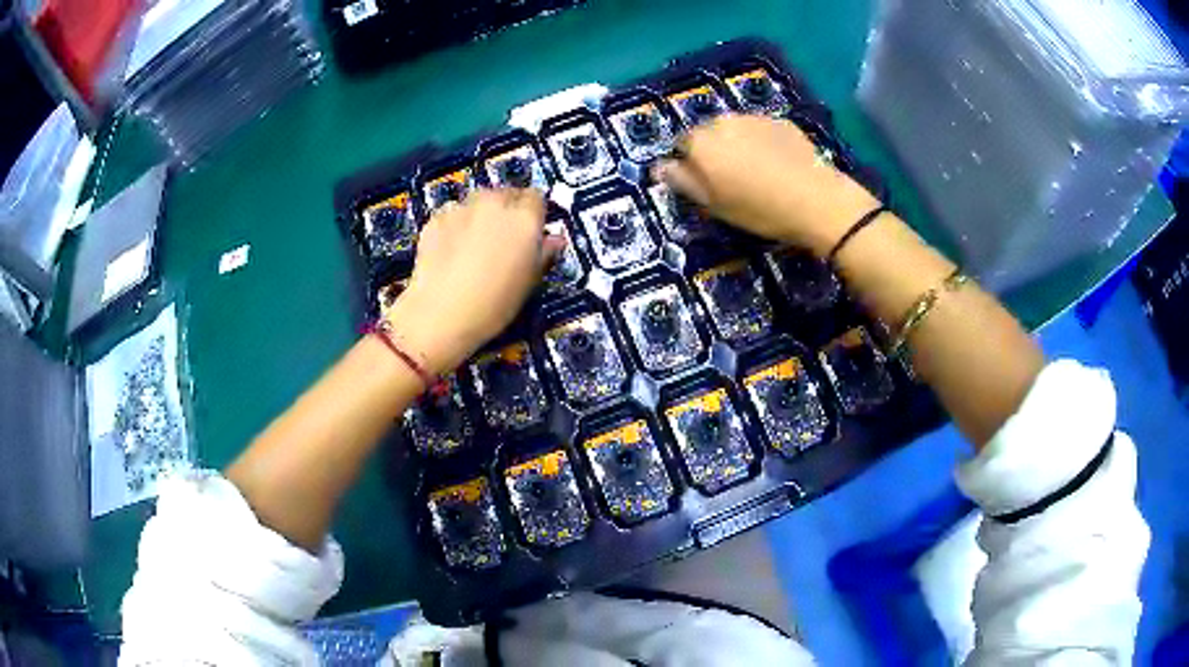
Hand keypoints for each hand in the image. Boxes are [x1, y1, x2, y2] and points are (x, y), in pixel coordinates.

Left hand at [385, 189, 562, 374]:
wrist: (440, 314)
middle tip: (503, 238)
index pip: (537, 197)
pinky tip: (451, 250)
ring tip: (474, 244)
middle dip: (507, 209)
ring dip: (480, 214)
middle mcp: (494, 203)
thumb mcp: (529, 282)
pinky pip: (452, 214)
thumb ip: (543, 253)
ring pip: (477, 201)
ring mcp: (462, 208)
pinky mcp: (436, 218)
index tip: (531, 231)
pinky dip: (455, 225)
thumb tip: (554, 239)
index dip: (535, 213)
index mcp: (524, 218)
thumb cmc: (494, 304)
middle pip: (506, 193)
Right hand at [654, 114, 880, 256]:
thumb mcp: (715, 204)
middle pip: (709, 134)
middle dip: (716, 151)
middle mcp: (723, 122)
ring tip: (759, 172)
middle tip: (734, 180)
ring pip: (736, 129)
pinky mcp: (780, 121)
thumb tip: (659, 167)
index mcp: (701, 143)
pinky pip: (761, 130)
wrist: (815, 200)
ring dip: (740, 144)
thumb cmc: (758, 209)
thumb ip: (684, 182)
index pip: (682, 146)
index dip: (694, 166)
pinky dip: (763, 142)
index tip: (709, 185)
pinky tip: (778, 164)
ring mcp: (753, 118)